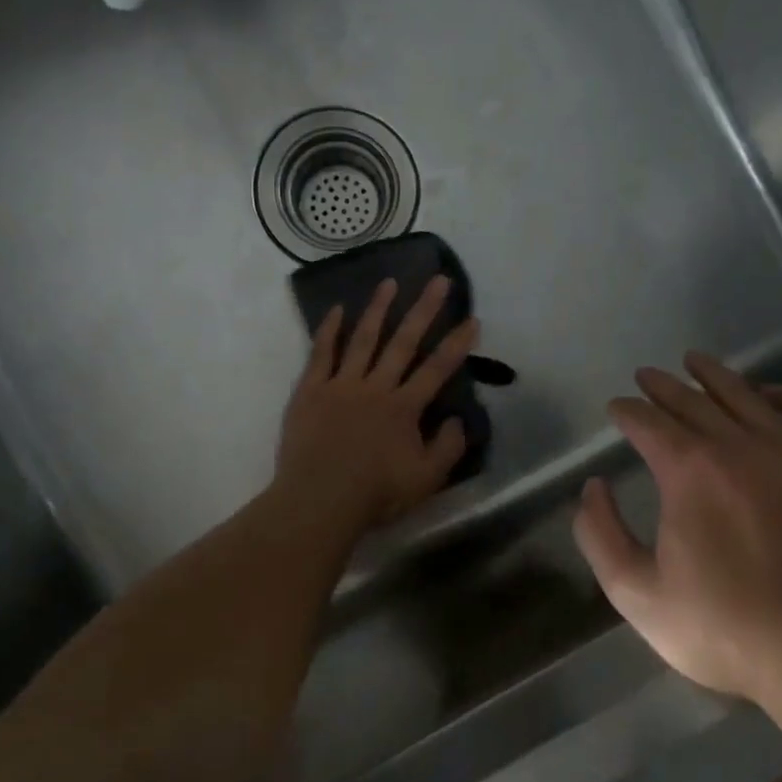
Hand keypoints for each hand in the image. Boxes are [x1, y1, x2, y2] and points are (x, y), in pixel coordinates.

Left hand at [273, 276, 479, 533]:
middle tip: (438, 280)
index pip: (437, 369)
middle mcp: (375, 387)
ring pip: (363, 339)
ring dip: (378, 309)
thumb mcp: (426, 480)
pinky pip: (321, 353)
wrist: (319, 500)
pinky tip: (337, 309)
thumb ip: (448, 447)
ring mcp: (341, 385)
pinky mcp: (310, 390)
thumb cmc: (375, 493)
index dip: (456, 344)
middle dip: (423, 310)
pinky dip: (329, 330)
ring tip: (390, 282)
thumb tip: (458, 419)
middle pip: (403, 342)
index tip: (471, 319)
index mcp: (404, 407)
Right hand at [573, 352, 781, 705]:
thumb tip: (593, 487)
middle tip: (646, 376)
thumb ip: (600, 535)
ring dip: (714, 376)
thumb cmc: (725, 628)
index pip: (648, 423)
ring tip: (695, 361)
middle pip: (693, 401)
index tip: (616, 408)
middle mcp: (738, 447)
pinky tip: (767, 392)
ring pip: (746, 397)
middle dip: (662, 387)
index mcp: (688, 471)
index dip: (626, 411)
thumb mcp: (636, 594)